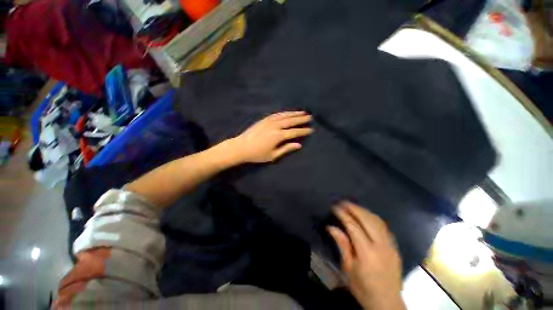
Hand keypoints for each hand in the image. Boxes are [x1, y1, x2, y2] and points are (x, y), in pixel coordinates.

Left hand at [230, 111, 312, 162]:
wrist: (241, 147)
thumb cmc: (257, 154)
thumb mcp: (273, 155)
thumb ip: (286, 149)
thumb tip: (299, 145)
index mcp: (278, 136)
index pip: (294, 132)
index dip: (303, 131)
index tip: (311, 129)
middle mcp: (275, 126)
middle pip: (291, 121)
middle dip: (301, 119)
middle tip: (310, 117)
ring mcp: (269, 121)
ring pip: (284, 115)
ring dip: (294, 113)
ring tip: (302, 112)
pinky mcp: (264, 119)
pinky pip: (277, 114)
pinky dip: (284, 113)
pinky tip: (288, 112)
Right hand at [327, 201, 405, 309]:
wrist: (387, 303)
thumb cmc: (363, 288)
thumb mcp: (348, 269)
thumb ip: (342, 245)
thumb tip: (331, 227)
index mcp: (367, 253)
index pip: (353, 226)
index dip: (343, 214)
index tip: (334, 207)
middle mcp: (381, 246)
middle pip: (366, 219)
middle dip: (353, 208)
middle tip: (342, 202)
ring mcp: (390, 245)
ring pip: (376, 220)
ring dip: (363, 210)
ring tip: (352, 206)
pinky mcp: (394, 246)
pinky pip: (383, 226)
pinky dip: (373, 217)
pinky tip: (365, 215)